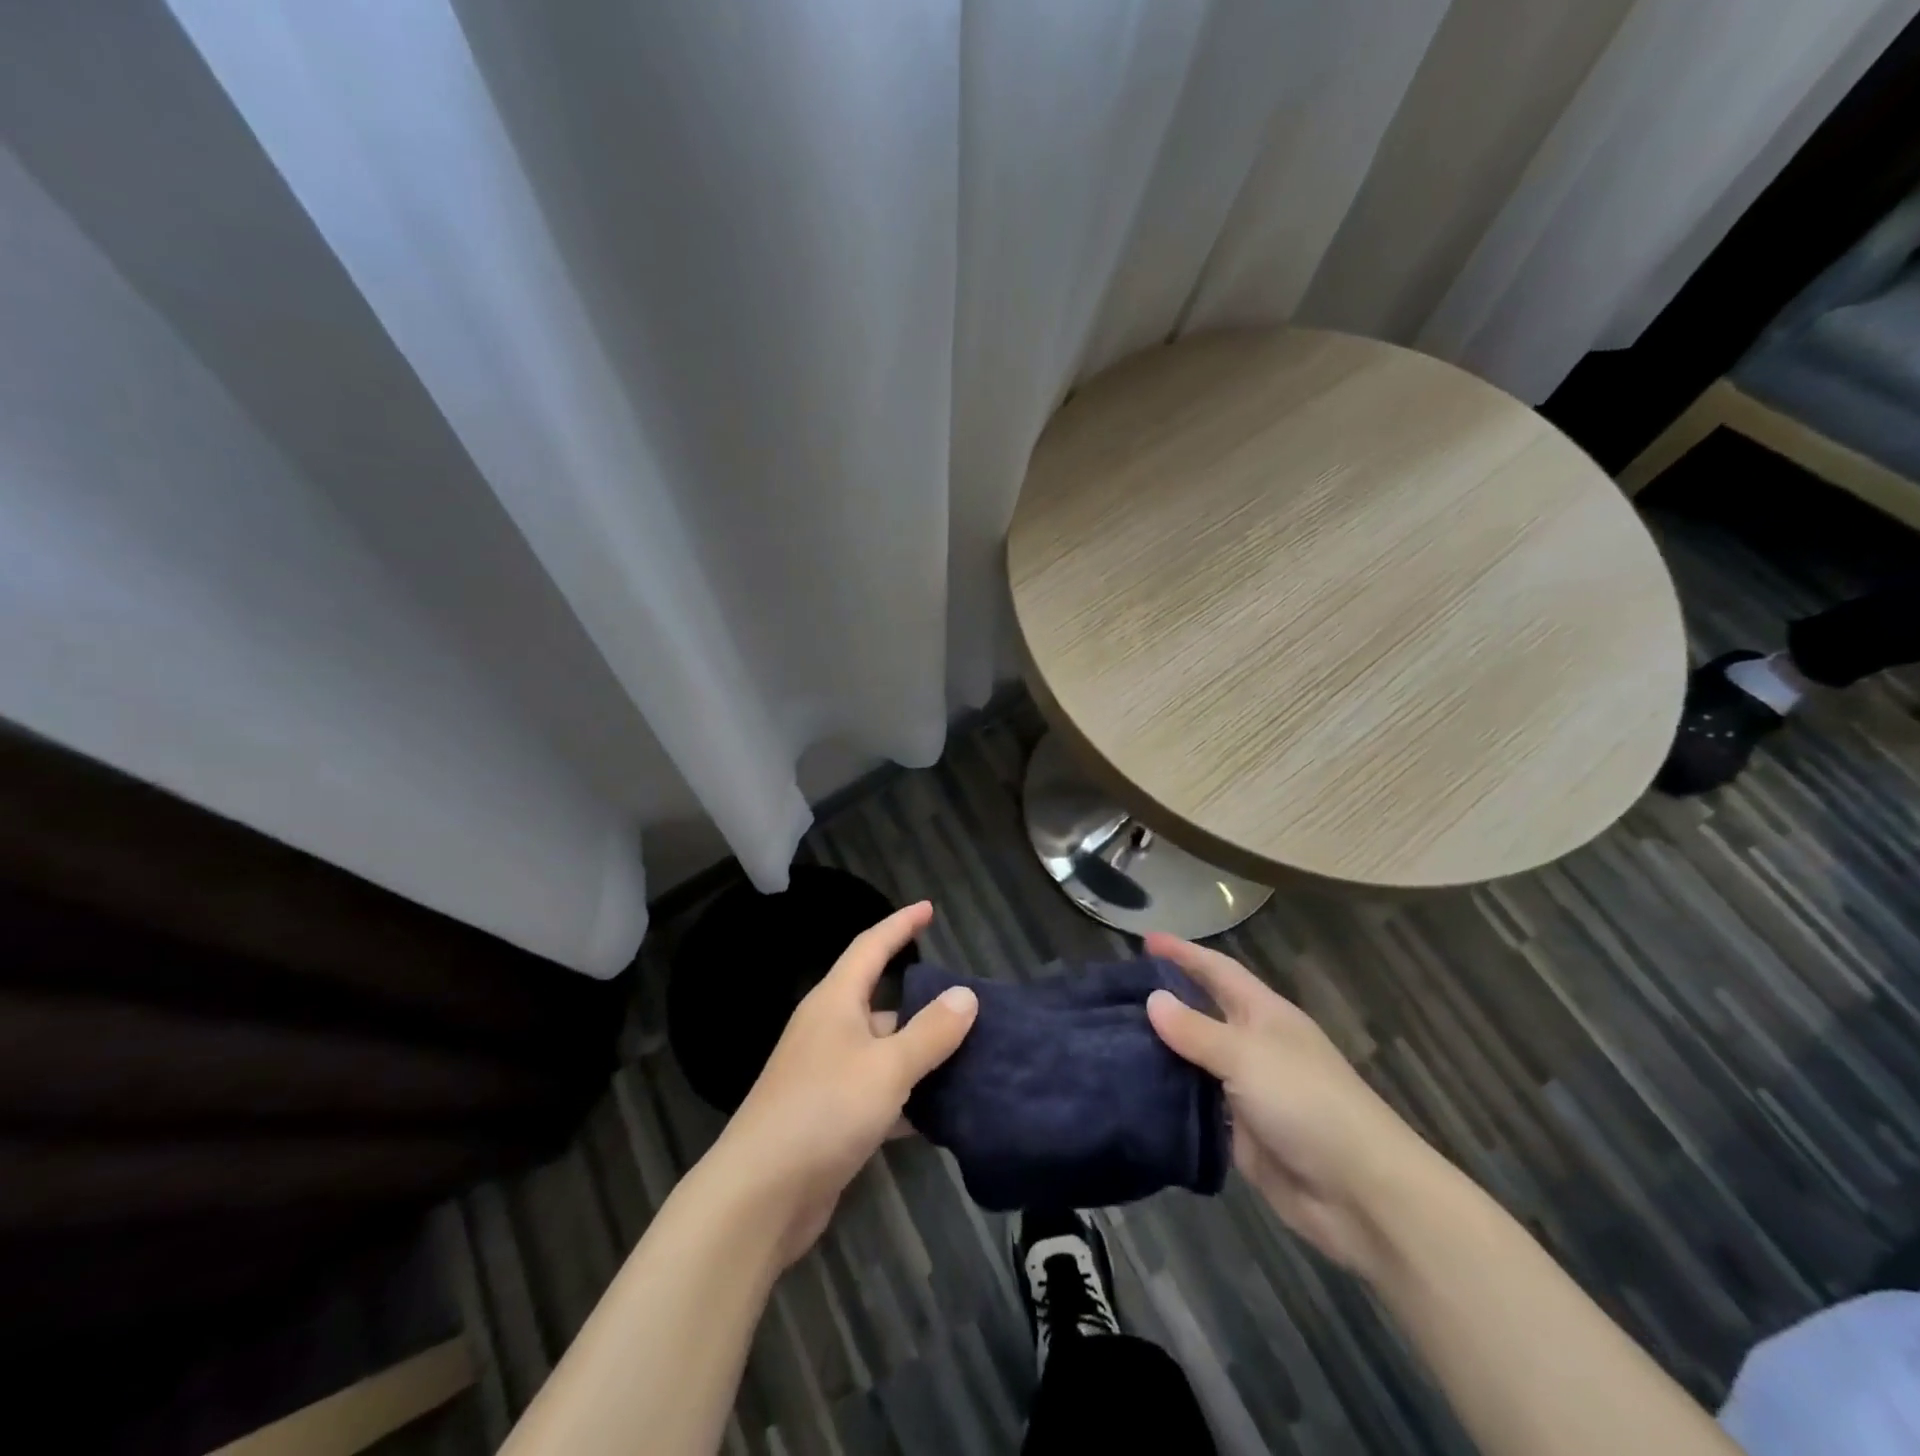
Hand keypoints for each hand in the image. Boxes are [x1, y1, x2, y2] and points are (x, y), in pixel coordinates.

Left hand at [711, 901, 977, 1266]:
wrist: (760, 1196)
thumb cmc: (824, 1111)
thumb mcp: (887, 1067)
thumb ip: (930, 1032)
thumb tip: (966, 995)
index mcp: (835, 1002)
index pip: (871, 947)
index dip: (900, 925)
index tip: (928, 908)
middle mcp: (829, 1030)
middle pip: (883, 1003)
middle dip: (924, 1004)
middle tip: (971, 1005)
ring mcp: (827, 1075)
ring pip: (884, 1052)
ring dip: (921, 1055)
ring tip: (971, 1058)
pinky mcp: (830, 1117)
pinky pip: (879, 1093)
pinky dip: (908, 1099)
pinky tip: (942, 1115)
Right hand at [1144, 933, 1444, 1274]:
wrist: (1359, 1193)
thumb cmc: (1307, 1103)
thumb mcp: (1246, 1055)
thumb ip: (1196, 1029)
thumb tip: (1152, 999)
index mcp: (1263, 1014)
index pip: (1217, 970)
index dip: (1183, 952)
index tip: (1145, 938)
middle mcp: (1253, 1045)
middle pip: (1202, 1011)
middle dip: (1165, 997)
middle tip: (1114, 990)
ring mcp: (1246, 1089)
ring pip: (1194, 1059)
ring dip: (1160, 1048)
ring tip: (1109, 1037)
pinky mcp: (1239, 1132)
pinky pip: (1195, 1103)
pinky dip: (1168, 1094)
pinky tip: (1132, 1089)